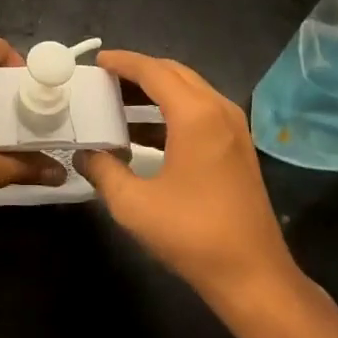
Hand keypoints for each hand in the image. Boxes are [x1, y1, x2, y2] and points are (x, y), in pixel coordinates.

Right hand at [74, 51, 299, 306]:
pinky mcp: (237, 146)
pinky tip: (144, 133)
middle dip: (138, 72)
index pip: (153, 71)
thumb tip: (84, 155)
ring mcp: (233, 127)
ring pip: (189, 91)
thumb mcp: (134, 204)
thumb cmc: (192, 235)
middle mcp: (218, 110)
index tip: (96, 61)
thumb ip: (103, 171)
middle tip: (104, 80)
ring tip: (118, 102)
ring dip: (155, 91)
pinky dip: (171, 111)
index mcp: (195, 114)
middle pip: (174, 73)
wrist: (253, 276)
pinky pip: (200, 111)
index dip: (122, 62)